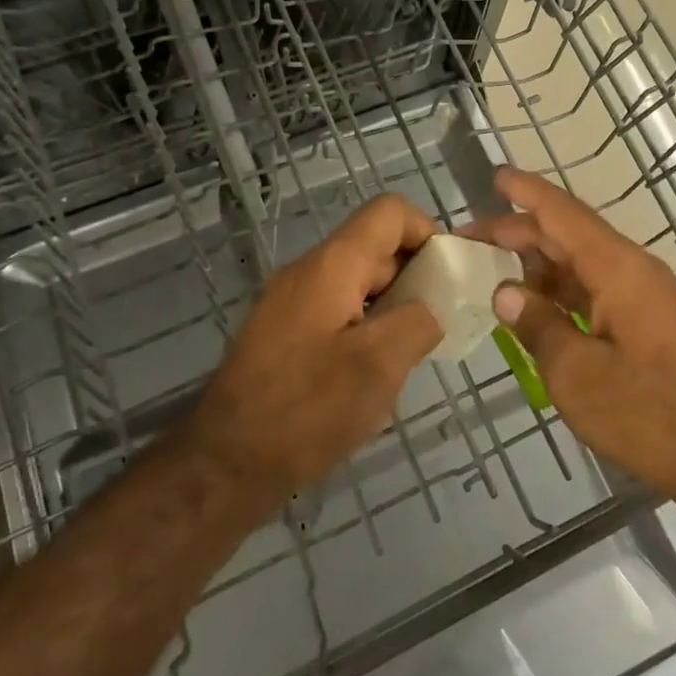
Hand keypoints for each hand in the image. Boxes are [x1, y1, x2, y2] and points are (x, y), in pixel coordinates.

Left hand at [185, 194, 443, 506]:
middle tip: (440, 322)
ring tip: (411, 351)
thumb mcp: (380, 364)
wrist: (226, 462)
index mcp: (333, 265)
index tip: (449, 276)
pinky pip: (337, 310)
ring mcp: (290, 302)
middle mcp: (309, 271)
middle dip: (415, 275)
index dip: (428, 231)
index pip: (389, 212)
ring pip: (357, 282)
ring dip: (392, 306)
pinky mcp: (283, 333)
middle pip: (375, 246)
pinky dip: (366, 326)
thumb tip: (428, 309)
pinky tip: (374, 371)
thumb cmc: (307, 409)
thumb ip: (418, 321)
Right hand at [469, 167, 675, 504]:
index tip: (496, 176)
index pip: (564, 215)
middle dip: (519, 232)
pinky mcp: (644, 322)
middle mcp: (632, 270)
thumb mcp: (575, 372)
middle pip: (569, 236)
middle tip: (470, 240)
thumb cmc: (645, 412)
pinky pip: (593, 289)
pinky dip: (558, 289)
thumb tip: (505, 292)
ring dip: (537, 262)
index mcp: (618, 269)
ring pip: (580, 263)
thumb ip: (537, 325)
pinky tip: (530, 303)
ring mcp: (641, 296)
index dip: (528, 193)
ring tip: (490, 268)